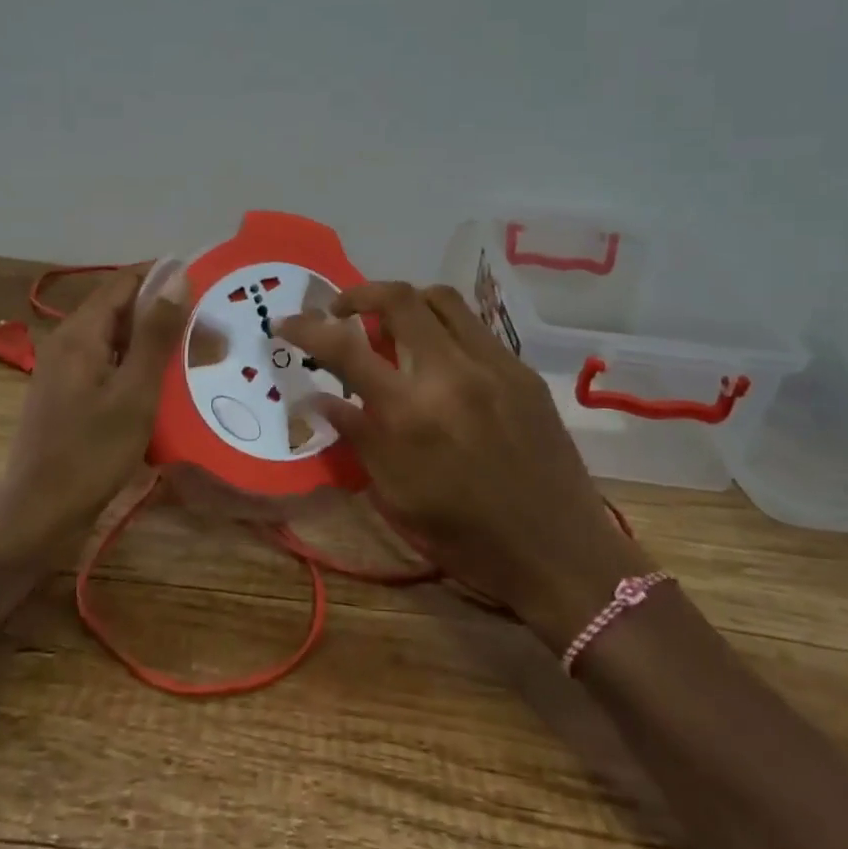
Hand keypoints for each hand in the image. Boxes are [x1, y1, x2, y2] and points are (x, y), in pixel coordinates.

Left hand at [0, 264, 188, 562]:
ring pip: (115, 338)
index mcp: (79, 333)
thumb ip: (156, 333)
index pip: (124, 282)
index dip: (163, 276)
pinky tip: (164, 383)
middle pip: (119, 309)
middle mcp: (67, 342)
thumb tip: (176, 275)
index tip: (206, 282)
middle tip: (210, 326)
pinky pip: (108, 364)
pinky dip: (138, 364)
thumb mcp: (135, 392)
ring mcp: (64, 370)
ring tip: (195, 352)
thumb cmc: (91, 453)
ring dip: (153, 340)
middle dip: (163, 311)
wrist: (39, 515)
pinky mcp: (68, 394)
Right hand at [276, 282, 651, 650]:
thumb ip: (356, 435)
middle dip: (359, 295)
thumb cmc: (467, 538)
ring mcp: (494, 365)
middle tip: (343, 314)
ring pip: (441, 299)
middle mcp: (451, 373)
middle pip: (399, 298)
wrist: (560, 553)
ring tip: (391, 329)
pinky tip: (439, 360)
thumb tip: (319, 396)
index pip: (346, 347)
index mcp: (411, 413)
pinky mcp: (523, 371)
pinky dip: (443, 328)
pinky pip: (474, 327)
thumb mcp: (396, 496)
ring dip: (406, 302)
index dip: (308, 328)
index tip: (286, 323)